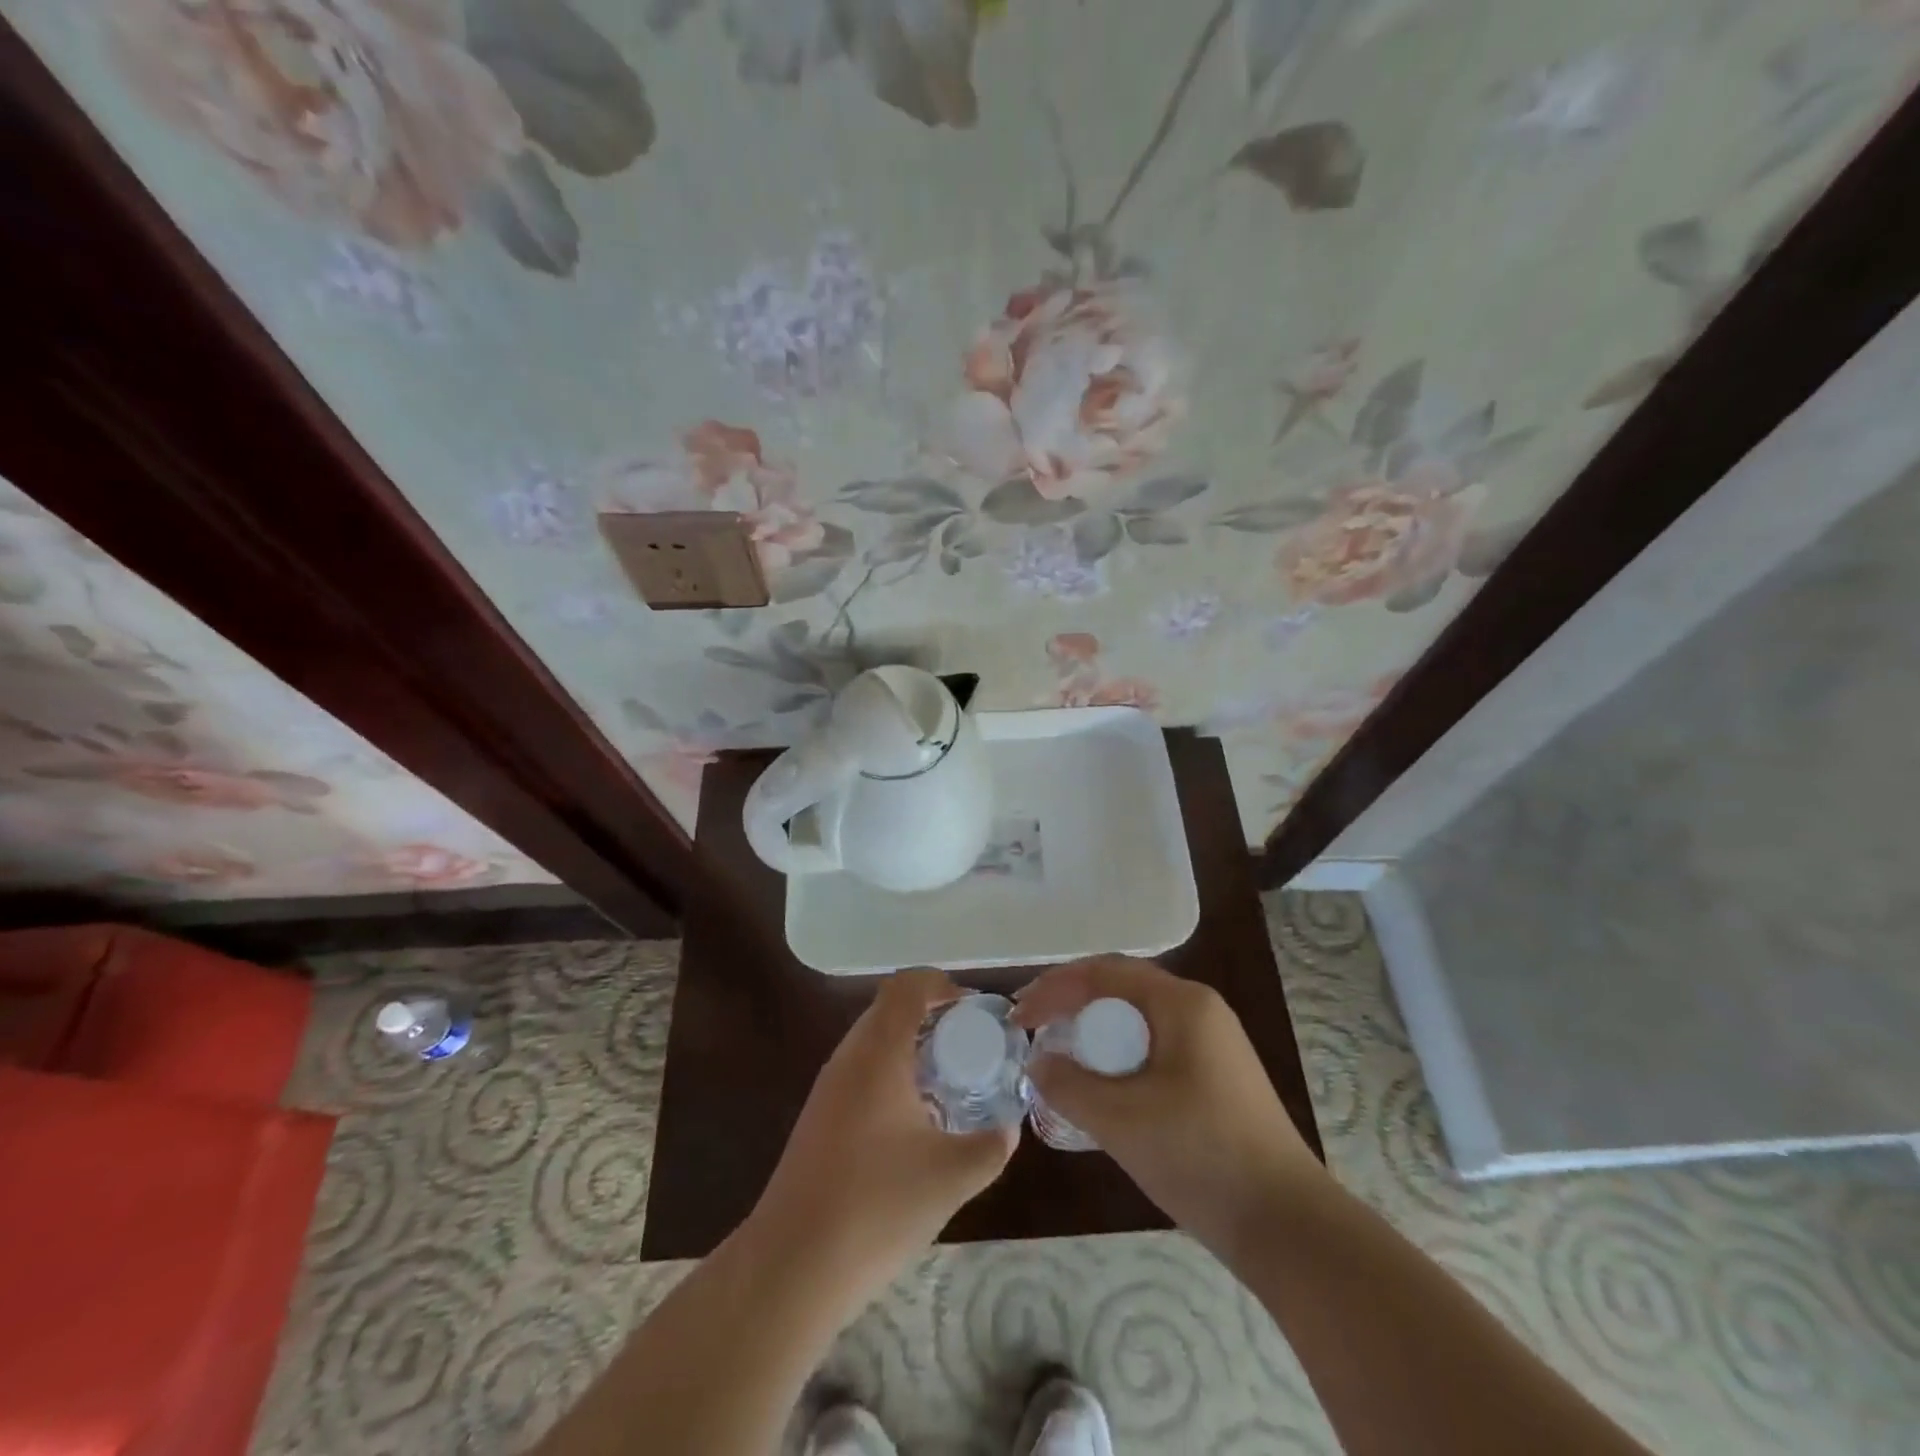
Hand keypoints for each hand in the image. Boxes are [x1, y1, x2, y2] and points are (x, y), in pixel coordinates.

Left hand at [746, 968, 1016, 1308]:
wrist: (793, 1266)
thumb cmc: (876, 1207)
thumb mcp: (951, 1177)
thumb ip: (990, 1147)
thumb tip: (1009, 1128)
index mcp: (878, 1052)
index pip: (907, 986)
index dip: (942, 984)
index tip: (974, 1012)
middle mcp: (848, 1057)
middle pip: (890, 1009)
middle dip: (932, 1017)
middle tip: (969, 1047)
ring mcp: (828, 1088)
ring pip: (874, 1041)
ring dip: (911, 1047)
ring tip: (948, 1082)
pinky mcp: (819, 1117)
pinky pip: (861, 1072)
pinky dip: (892, 1075)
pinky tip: (914, 1120)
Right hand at [1013, 956, 1325, 1250]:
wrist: (1288, 1227)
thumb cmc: (1201, 1157)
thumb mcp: (1121, 1120)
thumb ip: (1068, 1084)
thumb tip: (1037, 1062)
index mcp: (1182, 1003)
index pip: (1104, 973)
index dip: (1054, 988)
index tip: (1018, 1016)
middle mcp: (1200, 1009)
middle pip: (1121, 988)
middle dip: (1072, 1003)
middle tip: (1033, 1028)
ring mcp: (1212, 1043)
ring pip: (1138, 1020)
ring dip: (1094, 1031)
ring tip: (1059, 1056)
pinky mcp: (1215, 1076)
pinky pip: (1154, 1047)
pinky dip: (1119, 1056)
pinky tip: (1100, 1086)